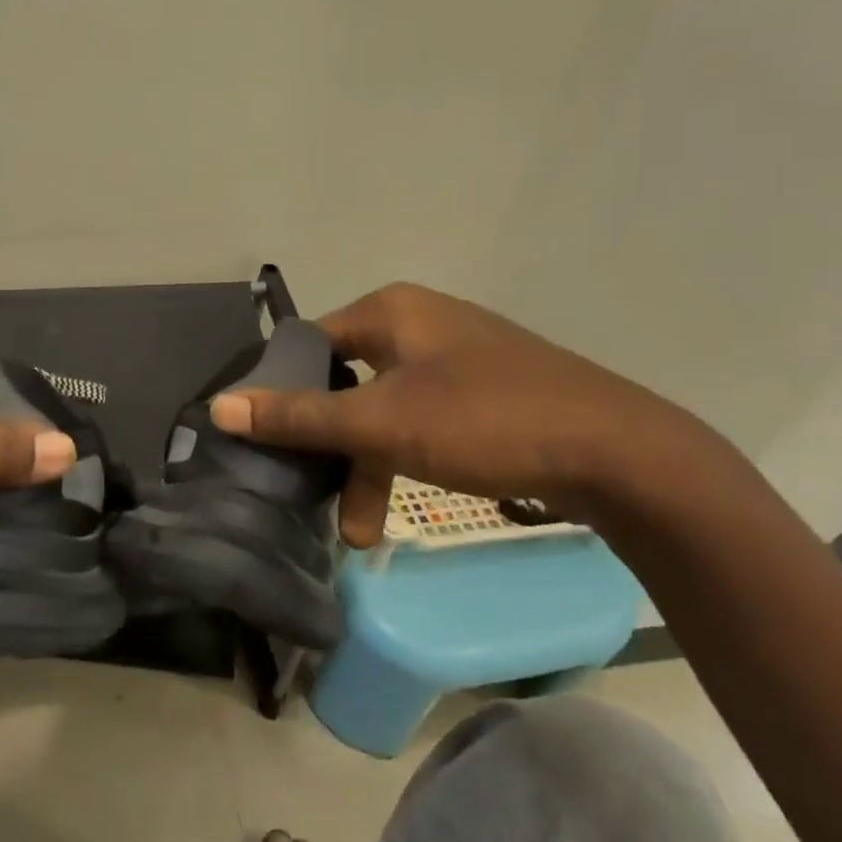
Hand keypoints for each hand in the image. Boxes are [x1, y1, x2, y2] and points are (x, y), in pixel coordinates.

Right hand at [208, 283, 713, 547]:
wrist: (622, 455)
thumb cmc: (487, 421)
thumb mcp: (382, 424)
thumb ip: (299, 416)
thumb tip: (219, 406)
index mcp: (391, 310)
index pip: (309, 344)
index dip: (281, 391)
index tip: (265, 443)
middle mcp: (419, 323)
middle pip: (345, 382)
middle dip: (329, 446)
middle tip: (310, 495)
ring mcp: (456, 357)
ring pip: (384, 410)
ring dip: (366, 466)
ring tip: (359, 531)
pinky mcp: (486, 392)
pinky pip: (421, 421)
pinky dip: (403, 460)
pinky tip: (399, 506)